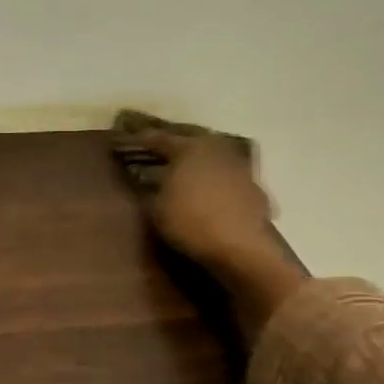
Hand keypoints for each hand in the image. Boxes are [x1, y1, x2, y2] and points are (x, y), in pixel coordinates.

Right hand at [114, 129, 305, 345]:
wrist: (240, 246)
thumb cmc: (191, 223)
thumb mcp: (157, 209)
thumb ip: (149, 190)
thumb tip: (144, 179)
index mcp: (188, 149)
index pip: (160, 139)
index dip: (143, 139)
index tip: (130, 137)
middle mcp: (215, 149)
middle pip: (191, 141)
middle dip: (175, 144)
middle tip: (160, 149)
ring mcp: (238, 166)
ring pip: (213, 156)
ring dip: (199, 162)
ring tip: (186, 170)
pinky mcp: (253, 187)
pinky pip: (227, 177)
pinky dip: (216, 181)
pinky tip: (210, 191)